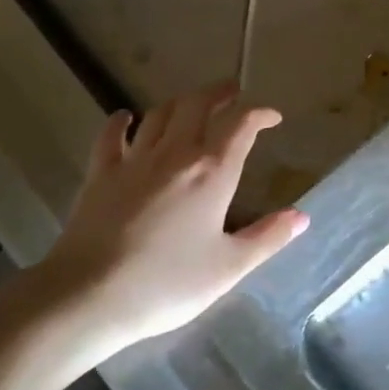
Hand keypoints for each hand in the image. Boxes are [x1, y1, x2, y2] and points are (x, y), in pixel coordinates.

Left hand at [33, 82, 308, 361]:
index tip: (273, 118)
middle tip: (233, 94)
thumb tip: (301, 216)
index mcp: (213, 173)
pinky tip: (127, 118)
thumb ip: (267, 238)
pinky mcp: (101, 174)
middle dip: (220, 93)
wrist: (88, 296)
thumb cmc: (166, 284)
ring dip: (181, 102)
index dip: (260, 113)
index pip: (241, 124)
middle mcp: (176, 154)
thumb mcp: (228, 268)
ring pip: (160, 113)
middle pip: (198, 104)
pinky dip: (123, 121)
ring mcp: (134, 160)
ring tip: (192, 105)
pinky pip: (112, 135)